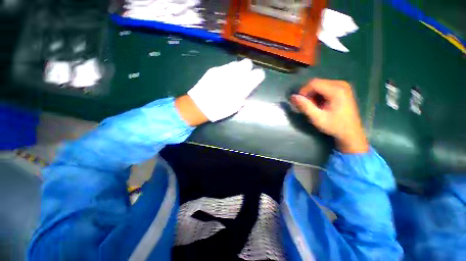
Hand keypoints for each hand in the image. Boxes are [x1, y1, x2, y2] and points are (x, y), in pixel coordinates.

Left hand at [187, 59, 264, 122]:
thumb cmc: (219, 110)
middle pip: (247, 63)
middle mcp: (234, 75)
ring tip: (232, 78)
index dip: (258, 76)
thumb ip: (244, 96)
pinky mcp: (214, 69)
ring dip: (236, 70)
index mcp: (242, 86)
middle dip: (247, 69)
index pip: (258, 74)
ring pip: (236, 63)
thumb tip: (246, 91)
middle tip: (243, 77)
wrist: (199, 105)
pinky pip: (225, 67)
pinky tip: (222, 79)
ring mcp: (223, 70)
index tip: (255, 79)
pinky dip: (227, 71)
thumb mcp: (235, 107)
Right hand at [290, 79, 368, 153]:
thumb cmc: (334, 126)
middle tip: (307, 106)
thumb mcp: (317, 118)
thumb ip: (305, 106)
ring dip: (313, 95)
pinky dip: (318, 95)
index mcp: (336, 90)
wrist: (351, 132)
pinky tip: (320, 104)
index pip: (313, 83)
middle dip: (308, 94)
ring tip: (313, 106)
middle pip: (316, 83)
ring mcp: (343, 86)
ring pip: (320, 85)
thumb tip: (293, 96)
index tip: (299, 102)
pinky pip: (325, 87)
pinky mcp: (342, 89)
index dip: (303, 91)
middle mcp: (341, 84)